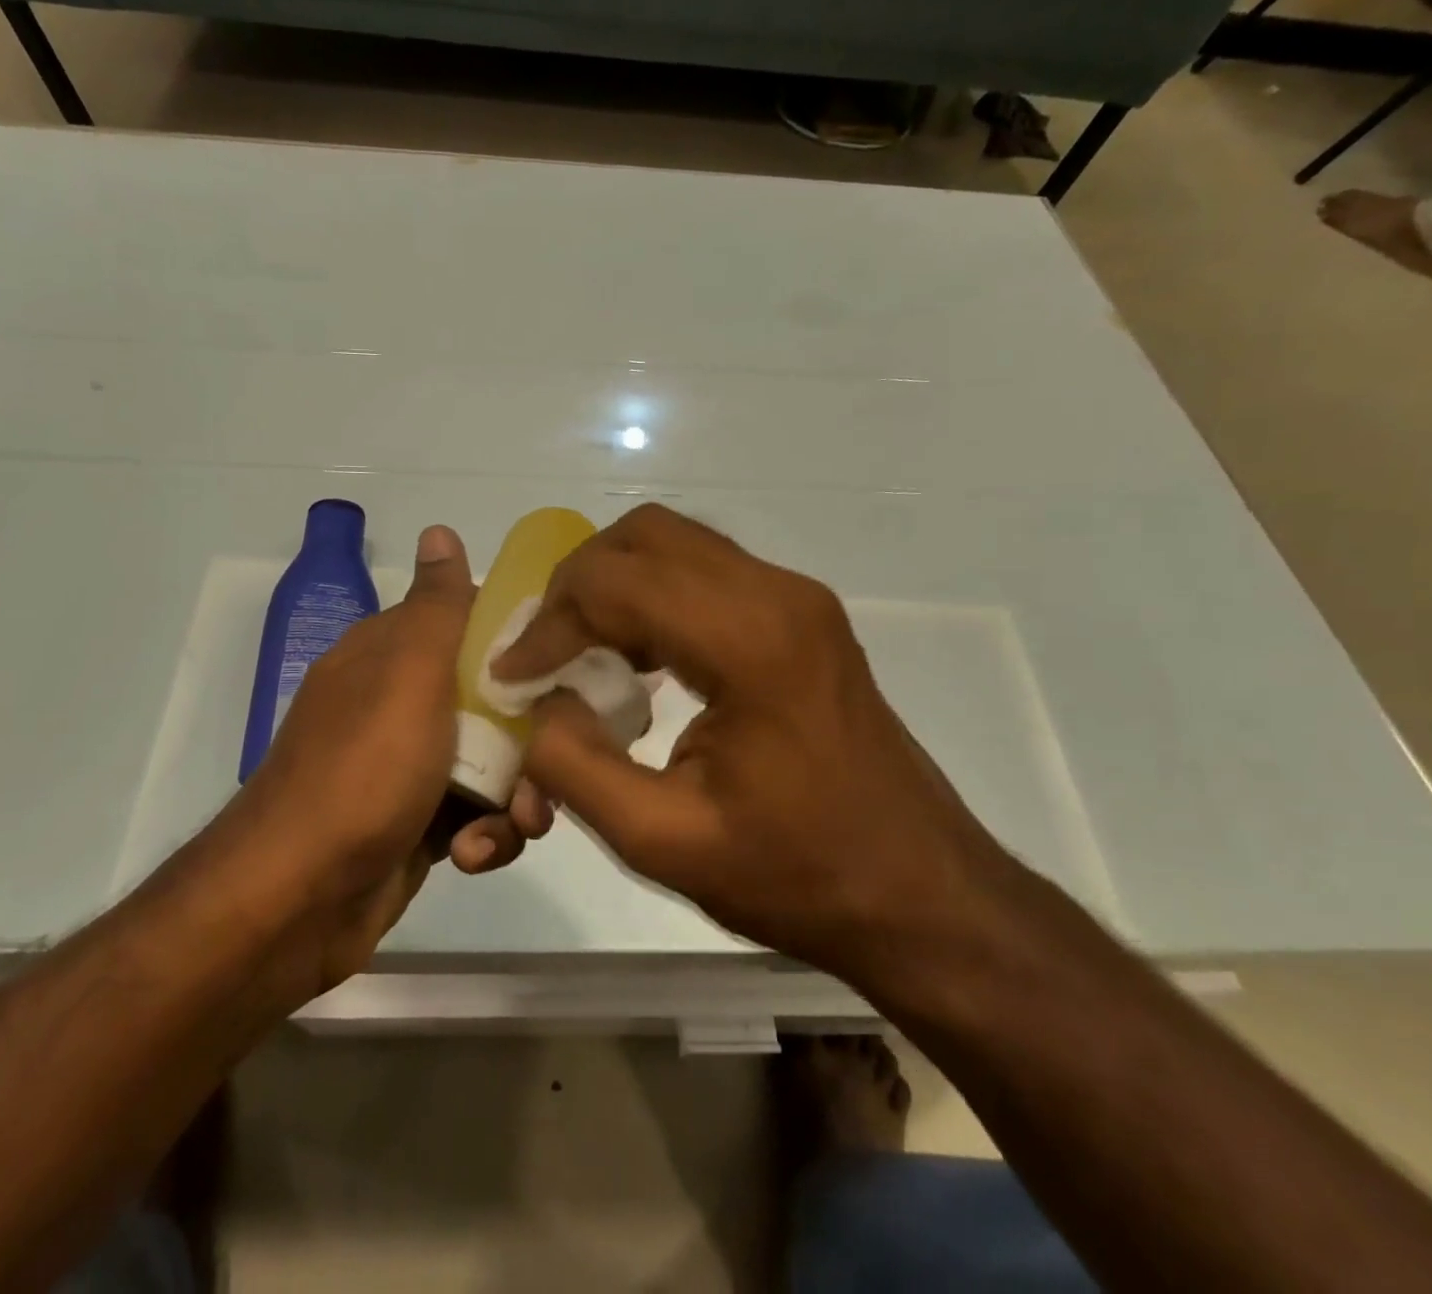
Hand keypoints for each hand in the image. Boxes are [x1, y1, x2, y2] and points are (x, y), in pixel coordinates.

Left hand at [222, 526, 554, 993]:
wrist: (299, 900)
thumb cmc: (364, 771)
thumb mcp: (409, 674)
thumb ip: (437, 607)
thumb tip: (440, 529)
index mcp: (390, 656)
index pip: (469, 625)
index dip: (518, 640)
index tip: (564, 661)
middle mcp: (399, 705)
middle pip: (492, 701)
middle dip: (530, 735)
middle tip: (551, 762)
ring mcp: (408, 768)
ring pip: (493, 764)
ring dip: (515, 796)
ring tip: (516, 824)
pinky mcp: (419, 825)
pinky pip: (476, 816)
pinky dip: (484, 835)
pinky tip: (472, 855)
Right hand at [491, 505, 1008, 986]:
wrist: (922, 894)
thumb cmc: (799, 875)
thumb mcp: (664, 842)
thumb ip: (575, 768)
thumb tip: (535, 707)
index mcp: (748, 640)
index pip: (614, 584)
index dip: (546, 624)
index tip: (509, 678)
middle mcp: (776, 593)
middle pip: (643, 536)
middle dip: (574, 585)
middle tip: (542, 651)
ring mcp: (796, 598)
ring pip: (673, 544)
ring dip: (612, 586)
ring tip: (579, 655)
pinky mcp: (802, 616)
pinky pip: (704, 573)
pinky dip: (651, 598)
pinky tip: (636, 662)